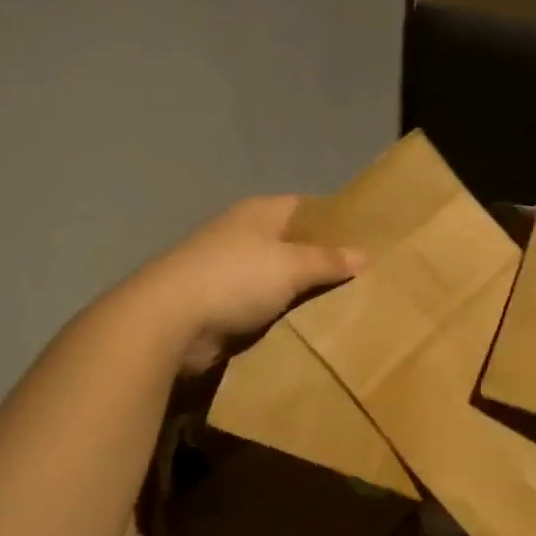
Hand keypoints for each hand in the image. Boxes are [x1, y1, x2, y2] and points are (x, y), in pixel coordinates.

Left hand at [142, 196, 361, 375]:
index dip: (336, 221)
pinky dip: (284, 316)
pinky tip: (311, 328)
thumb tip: (363, 256)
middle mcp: (244, 236)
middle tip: (365, 279)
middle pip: (294, 245)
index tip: (367, 240)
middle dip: (324, 262)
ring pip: (280, 280)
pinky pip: (265, 307)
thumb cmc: (233, 279)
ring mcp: (230, 271)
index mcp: (259, 213)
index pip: (307, 208)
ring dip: (304, 293)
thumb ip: (328, 261)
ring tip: (347, 306)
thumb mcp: (290, 265)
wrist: (167, 323)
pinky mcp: (221, 306)